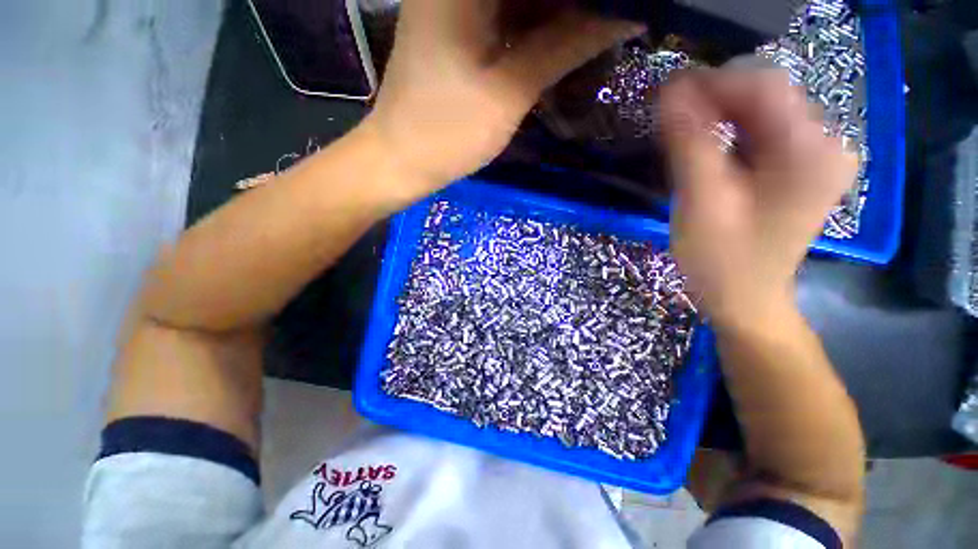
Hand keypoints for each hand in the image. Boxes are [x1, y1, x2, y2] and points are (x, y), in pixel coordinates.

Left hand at [363, 0, 642, 203]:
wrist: (401, 160)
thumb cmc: (447, 131)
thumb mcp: (509, 91)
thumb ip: (565, 46)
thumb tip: (623, 16)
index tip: (619, 6)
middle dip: (572, 0)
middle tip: (612, 17)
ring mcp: (454, 4)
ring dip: (558, 11)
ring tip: (597, 26)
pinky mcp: (456, 29)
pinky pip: (505, 15)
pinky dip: (534, 27)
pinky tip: (562, 40)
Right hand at [660, 70, 857, 328]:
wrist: (746, 299)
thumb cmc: (721, 261)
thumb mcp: (701, 202)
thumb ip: (689, 144)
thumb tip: (670, 94)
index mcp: (811, 154)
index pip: (763, 88)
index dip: (712, 83)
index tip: (666, 95)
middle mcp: (826, 146)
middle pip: (766, 97)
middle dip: (713, 100)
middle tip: (669, 117)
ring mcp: (816, 157)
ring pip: (763, 113)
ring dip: (719, 116)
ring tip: (681, 133)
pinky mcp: (801, 168)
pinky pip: (763, 133)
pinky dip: (730, 132)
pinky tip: (706, 148)